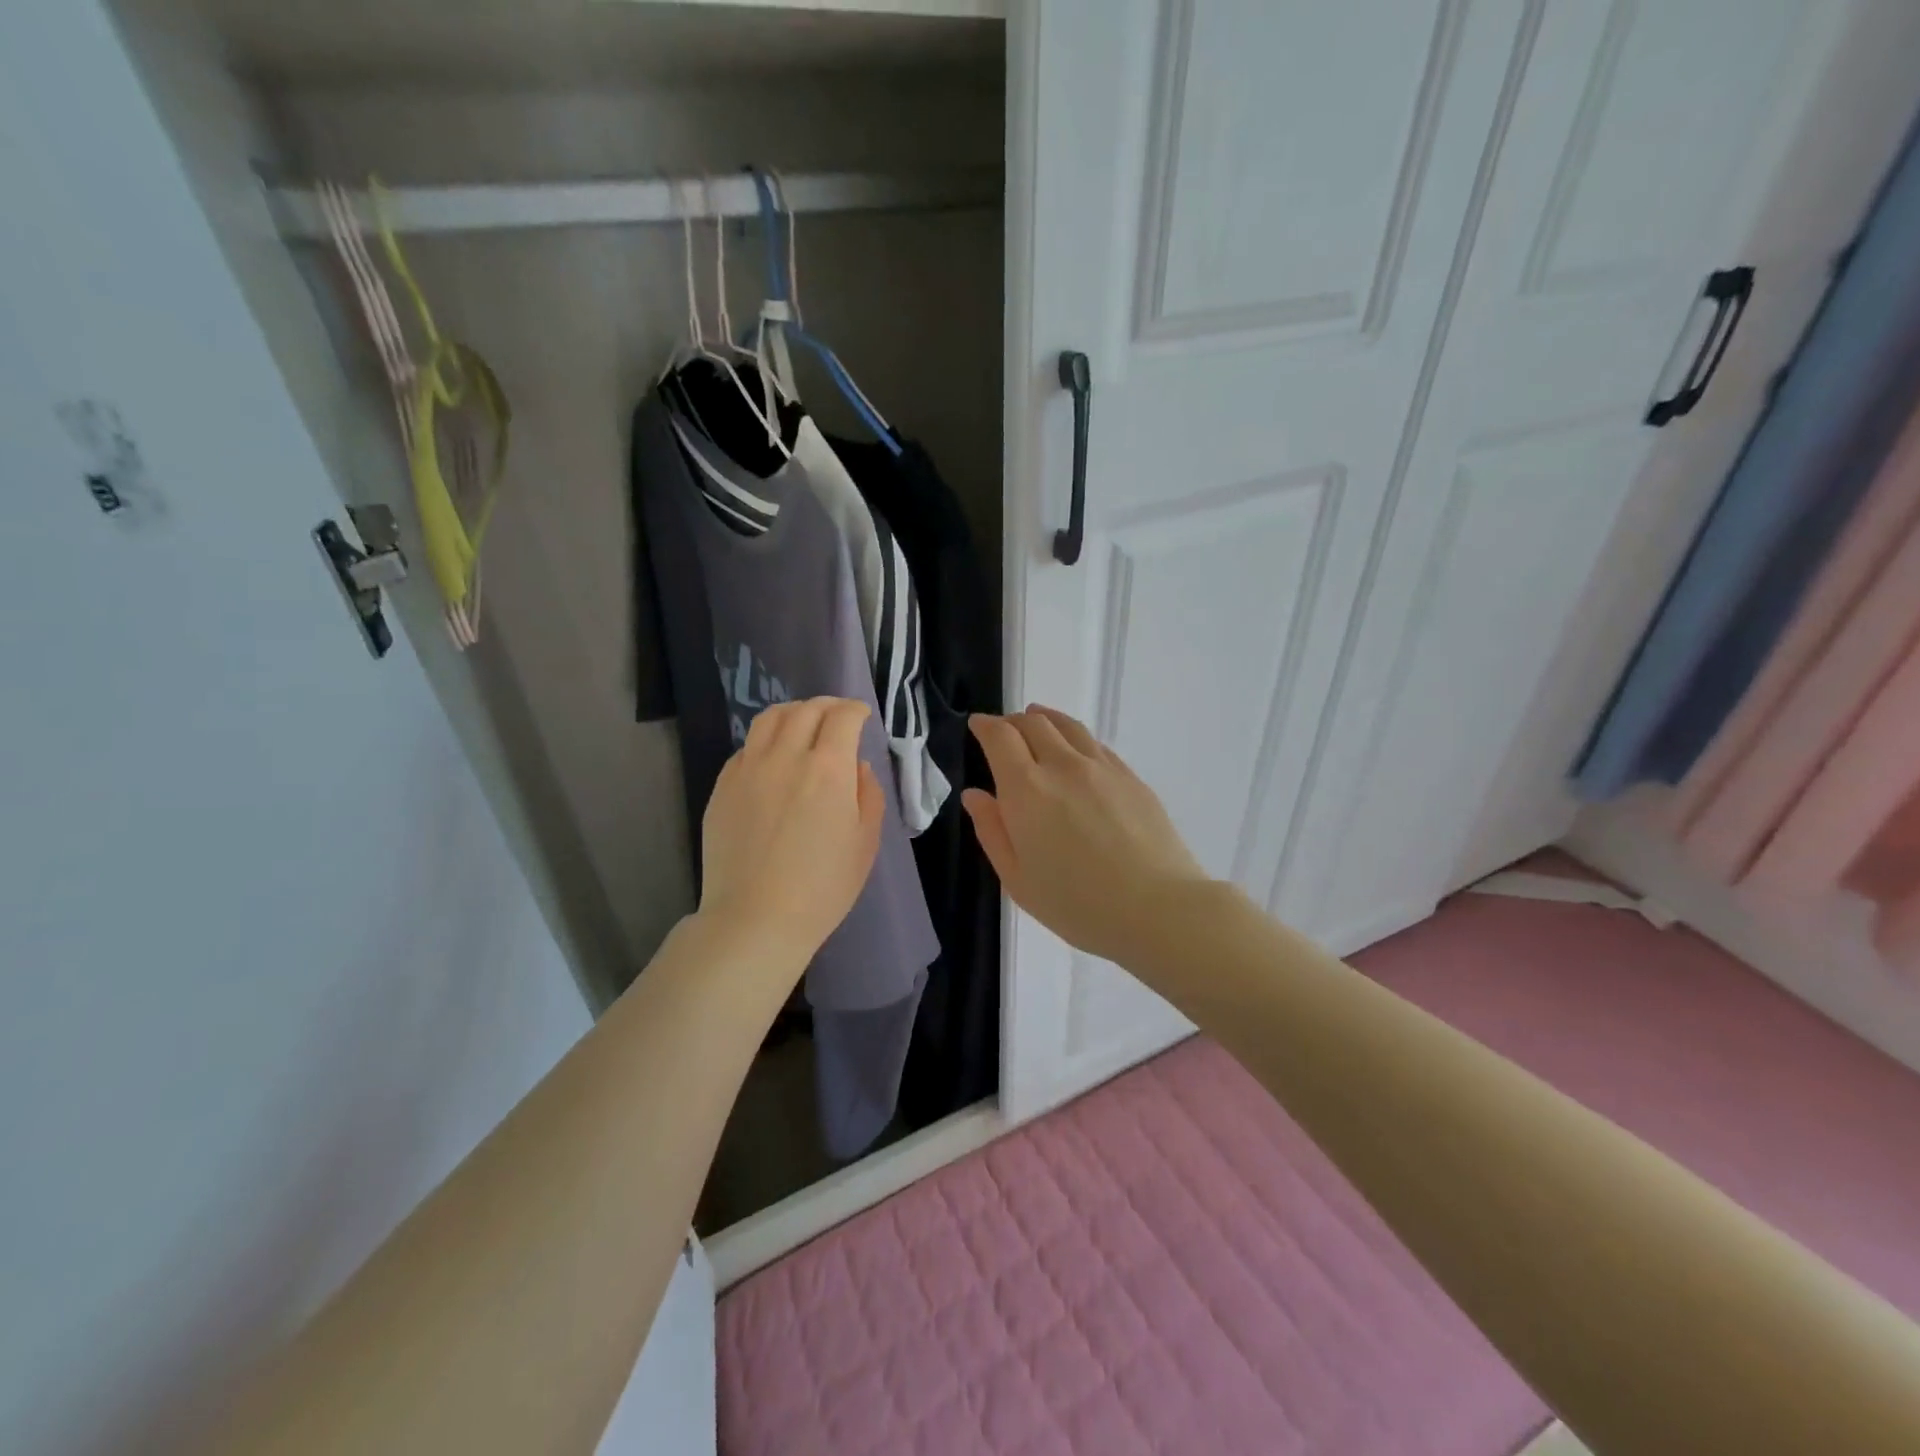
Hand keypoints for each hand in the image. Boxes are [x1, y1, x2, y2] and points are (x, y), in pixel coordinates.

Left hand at [698, 698, 884, 977]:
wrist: (756, 918)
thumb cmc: (823, 887)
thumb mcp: (865, 842)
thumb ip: (867, 793)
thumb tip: (855, 765)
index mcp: (827, 768)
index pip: (843, 717)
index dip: (856, 709)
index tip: (863, 715)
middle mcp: (786, 756)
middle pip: (806, 710)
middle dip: (827, 705)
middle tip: (837, 715)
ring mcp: (748, 769)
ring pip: (769, 719)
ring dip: (793, 712)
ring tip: (802, 723)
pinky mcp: (723, 786)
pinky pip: (746, 747)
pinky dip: (766, 741)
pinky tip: (772, 758)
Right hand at [963, 705, 1210, 965]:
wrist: (1157, 908)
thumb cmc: (1077, 904)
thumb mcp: (1017, 879)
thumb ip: (992, 831)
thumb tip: (976, 795)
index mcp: (1027, 789)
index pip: (1000, 736)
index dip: (984, 725)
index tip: (977, 725)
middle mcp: (1063, 766)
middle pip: (1034, 723)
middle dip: (1012, 721)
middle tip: (1004, 731)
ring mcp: (1102, 767)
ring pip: (1068, 726)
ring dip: (1045, 720)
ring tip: (1037, 721)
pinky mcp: (1131, 777)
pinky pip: (1095, 744)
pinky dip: (1075, 738)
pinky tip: (1076, 750)